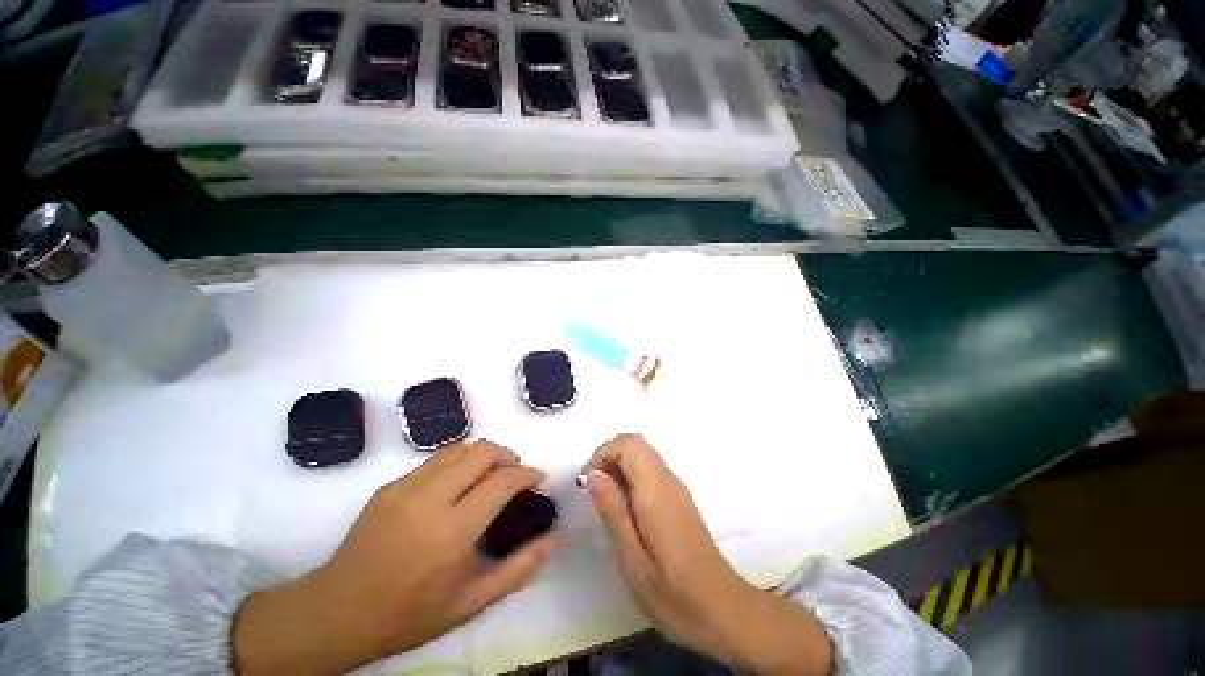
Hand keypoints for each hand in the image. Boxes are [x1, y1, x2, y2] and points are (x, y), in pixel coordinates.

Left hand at [233, 440, 555, 674]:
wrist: (336, 613)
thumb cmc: (409, 615)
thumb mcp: (472, 603)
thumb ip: (519, 569)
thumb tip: (554, 538)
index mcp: (452, 533)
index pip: (502, 481)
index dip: (527, 474)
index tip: (538, 479)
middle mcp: (429, 500)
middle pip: (483, 452)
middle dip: (509, 456)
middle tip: (517, 474)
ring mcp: (405, 488)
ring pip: (460, 448)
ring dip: (485, 454)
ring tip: (492, 474)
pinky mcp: (390, 486)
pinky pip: (436, 459)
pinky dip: (460, 462)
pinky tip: (460, 484)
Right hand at [584, 434, 833, 675]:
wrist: (722, 609)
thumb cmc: (673, 593)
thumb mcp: (632, 559)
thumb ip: (612, 510)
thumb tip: (593, 474)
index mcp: (656, 490)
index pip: (628, 444)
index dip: (603, 454)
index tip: (586, 482)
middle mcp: (668, 479)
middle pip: (635, 442)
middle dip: (608, 455)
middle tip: (593, 487)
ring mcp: (676, 487)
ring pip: (642, 454)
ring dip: (618, 465)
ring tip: (605, 499)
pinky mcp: (678, 498)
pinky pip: (649, 470)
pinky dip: (630, 476)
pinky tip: (624, 509)